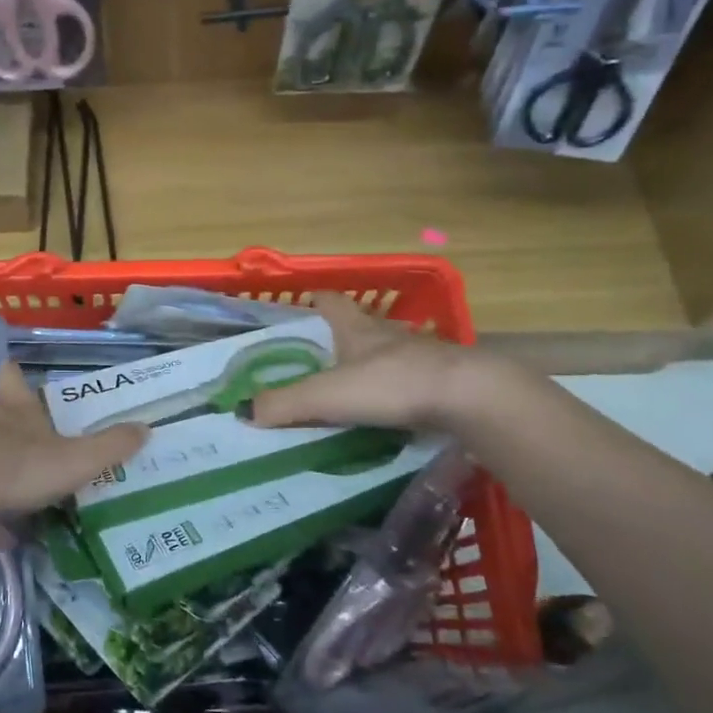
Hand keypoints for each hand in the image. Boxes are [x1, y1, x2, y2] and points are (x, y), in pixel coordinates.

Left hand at [0, 364, 147, 526]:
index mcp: (16, 408)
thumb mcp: (76, 461)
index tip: (20, 375)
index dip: (18, 376)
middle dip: (11, 430)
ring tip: (15, 498)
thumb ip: (111, 446)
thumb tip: (146, 428)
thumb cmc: (18, 468)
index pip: (14, 378)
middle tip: (32, 452)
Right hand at [251, 292, 475, 433]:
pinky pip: (409, 381)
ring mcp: (419, 355)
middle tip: (315, 359)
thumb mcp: (328, 395)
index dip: (314, 301)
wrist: (470, 397)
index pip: (331, 302)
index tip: (300, 307)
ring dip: (369, 365)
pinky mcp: (443, 381)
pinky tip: (387, 411)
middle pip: (359, 326)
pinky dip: (395, 391)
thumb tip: (243, 411)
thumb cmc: (392, 384)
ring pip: (387, 353)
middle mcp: (387, 334)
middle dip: (338, 337)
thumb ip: (285, 403)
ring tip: (348, 389)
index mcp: (357, 328)